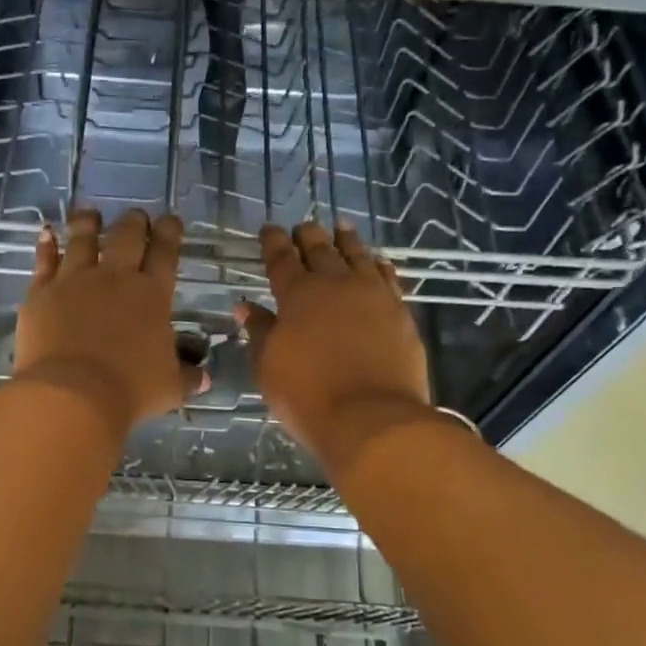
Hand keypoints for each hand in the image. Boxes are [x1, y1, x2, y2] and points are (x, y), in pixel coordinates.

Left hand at [14, 207, 199, 439]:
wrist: (72, 394)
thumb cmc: (129, 390)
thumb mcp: (169, 387)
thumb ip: (187, 377)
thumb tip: (203, 378)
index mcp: (152, 295)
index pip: (165, 253)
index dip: (169, 233)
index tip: (170, 221)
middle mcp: (114, 278)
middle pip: (126, 237)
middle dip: (133, 222)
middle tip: (135, 216)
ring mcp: (74, 280)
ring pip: (82, 239)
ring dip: (88, 223)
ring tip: (89, 213)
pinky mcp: (41, 292)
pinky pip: (44, 260)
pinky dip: (45, 245)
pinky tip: (45, 232)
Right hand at [238, 222, 432, 470]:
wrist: (373, 419)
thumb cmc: (308, 396)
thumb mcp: (268, 367)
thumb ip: (259, 332)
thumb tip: (246, 306)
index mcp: (298, 295)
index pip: (281, 260)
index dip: (274, 242)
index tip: (269, 229)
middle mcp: (336, 285)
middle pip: (321, 250)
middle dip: (308, 236)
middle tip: (303, 226)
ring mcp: (373, 296)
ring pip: (358, 256)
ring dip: (346, 241)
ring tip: (341, 228)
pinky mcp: (400, 313)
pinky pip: (387, 277)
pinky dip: (378, 265)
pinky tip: (377, 262)